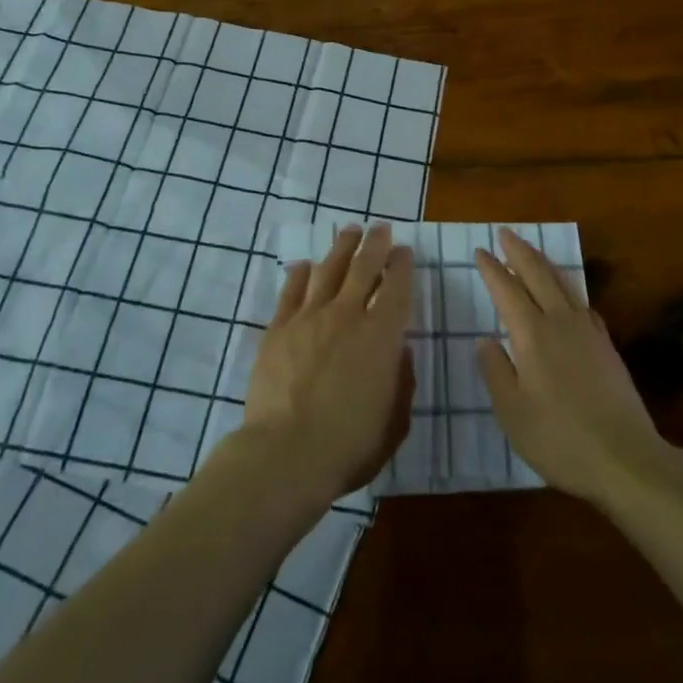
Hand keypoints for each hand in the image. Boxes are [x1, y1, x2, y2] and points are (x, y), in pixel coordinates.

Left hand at [242, 224, 414, 505]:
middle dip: (375, 244)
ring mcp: (309, 318)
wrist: (286, 454)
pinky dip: (299, 274)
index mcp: (382, 336)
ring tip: (349, 231)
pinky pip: (291, 291)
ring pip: (328, 269)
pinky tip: (304, 265)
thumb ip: (401, 382)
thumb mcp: (394, 422)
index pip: (397, 287)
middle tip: (381, 228)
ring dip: (342, 248)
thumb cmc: (348, 446)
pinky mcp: (278, 329)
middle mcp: (348, 315)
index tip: (404, 251)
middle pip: (363, 267)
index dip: (402, 265)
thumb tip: (400, 352)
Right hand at [475, 227, 670, 505]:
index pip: (507, 290)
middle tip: (505, 233)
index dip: (492, 269)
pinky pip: (583, 303)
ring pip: (563, 283)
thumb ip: (496, 371)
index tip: (480, 251)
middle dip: (519, 251)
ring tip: (531, 252)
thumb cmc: (560, 439)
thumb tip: (485, 340)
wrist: (627, 458)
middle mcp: (560, 322)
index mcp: (532, 335)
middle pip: (538, 274)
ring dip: (544, 263)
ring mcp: (588, 332)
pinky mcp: (607, 346)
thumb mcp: (512, 413)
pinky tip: (568, 296)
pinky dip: (568, 288)